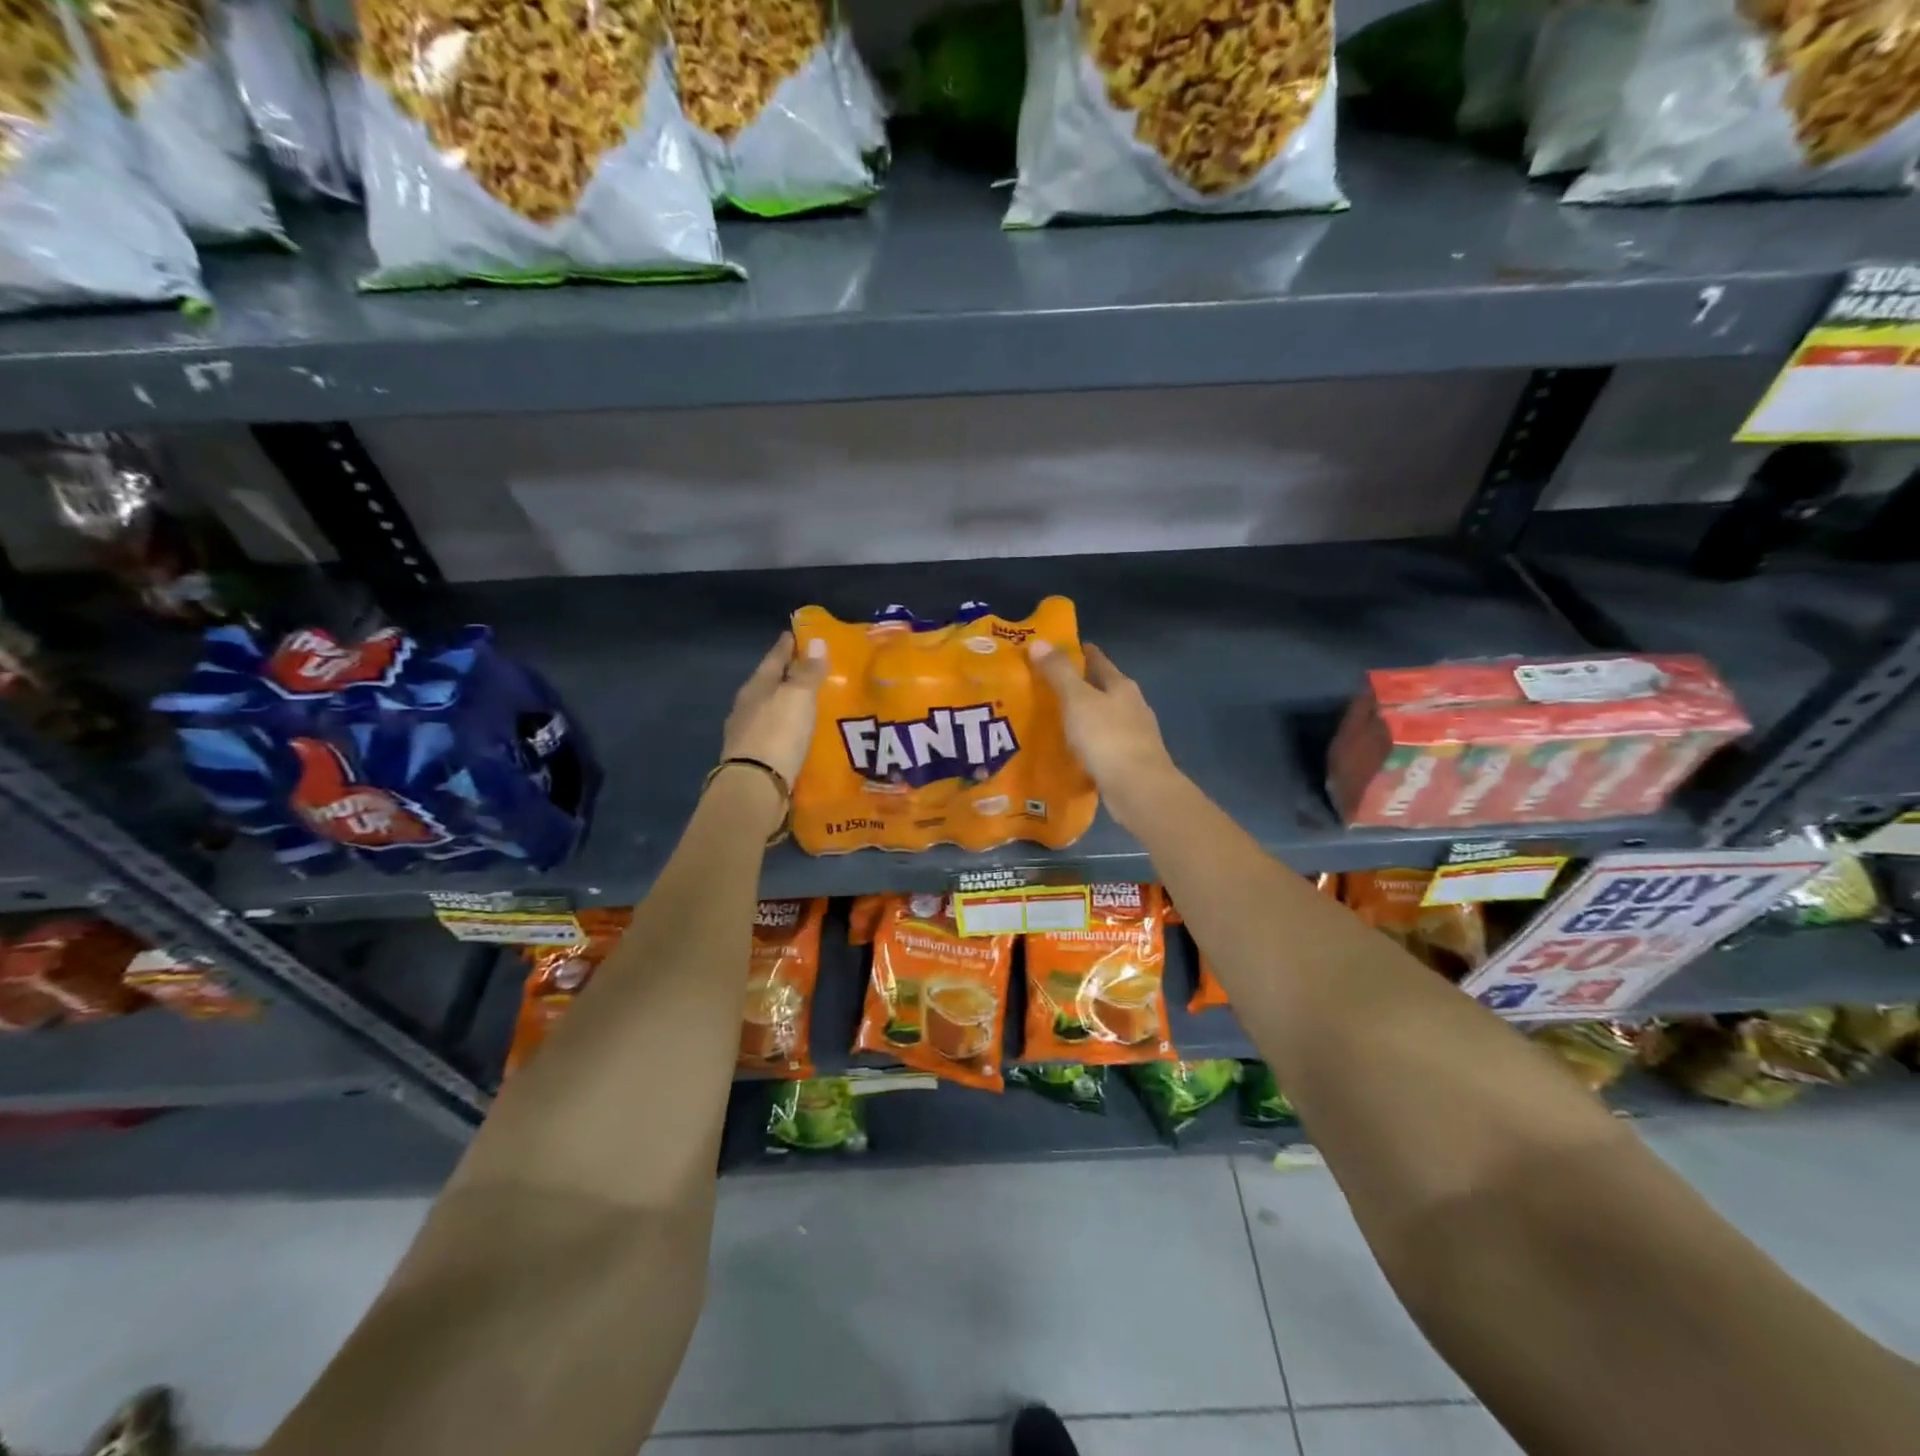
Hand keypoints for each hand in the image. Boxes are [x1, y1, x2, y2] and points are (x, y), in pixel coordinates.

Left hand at [722, 632, 826, 786]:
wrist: (755, 786)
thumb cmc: (778, 733)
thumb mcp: (798, 697)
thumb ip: (808, 672)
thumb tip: (816, 641)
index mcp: (755, 687)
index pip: (773, 659)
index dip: (786, 646)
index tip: (794, 634)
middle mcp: (746, 707)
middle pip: (768, 684)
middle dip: (786, 676)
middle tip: (808, 669)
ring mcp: (746, 734)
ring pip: (769, 710)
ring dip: (786, 704)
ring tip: (807, 703)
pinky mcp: (753, 758)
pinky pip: (773, 734)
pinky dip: (785, 728)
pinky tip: (797, 733)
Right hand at [1028, 640, 1179, 828]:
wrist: (1139, 789)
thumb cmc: (1107, 737)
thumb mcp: (1077, 699)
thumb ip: (1059, 672)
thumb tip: (1039, 642)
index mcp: (1122, 686)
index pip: (1098, 661)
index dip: (1080, 652)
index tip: (1056, 650)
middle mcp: (1132, 707)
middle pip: (1103, 689)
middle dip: (1079, 687)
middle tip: (1046, 687)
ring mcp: (1134, 736)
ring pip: (1103, 719)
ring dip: (1084, 718)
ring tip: (1054, 721)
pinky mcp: (1130, 762)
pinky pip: (1103, 746)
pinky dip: (1088, 745)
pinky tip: (1072, 753)